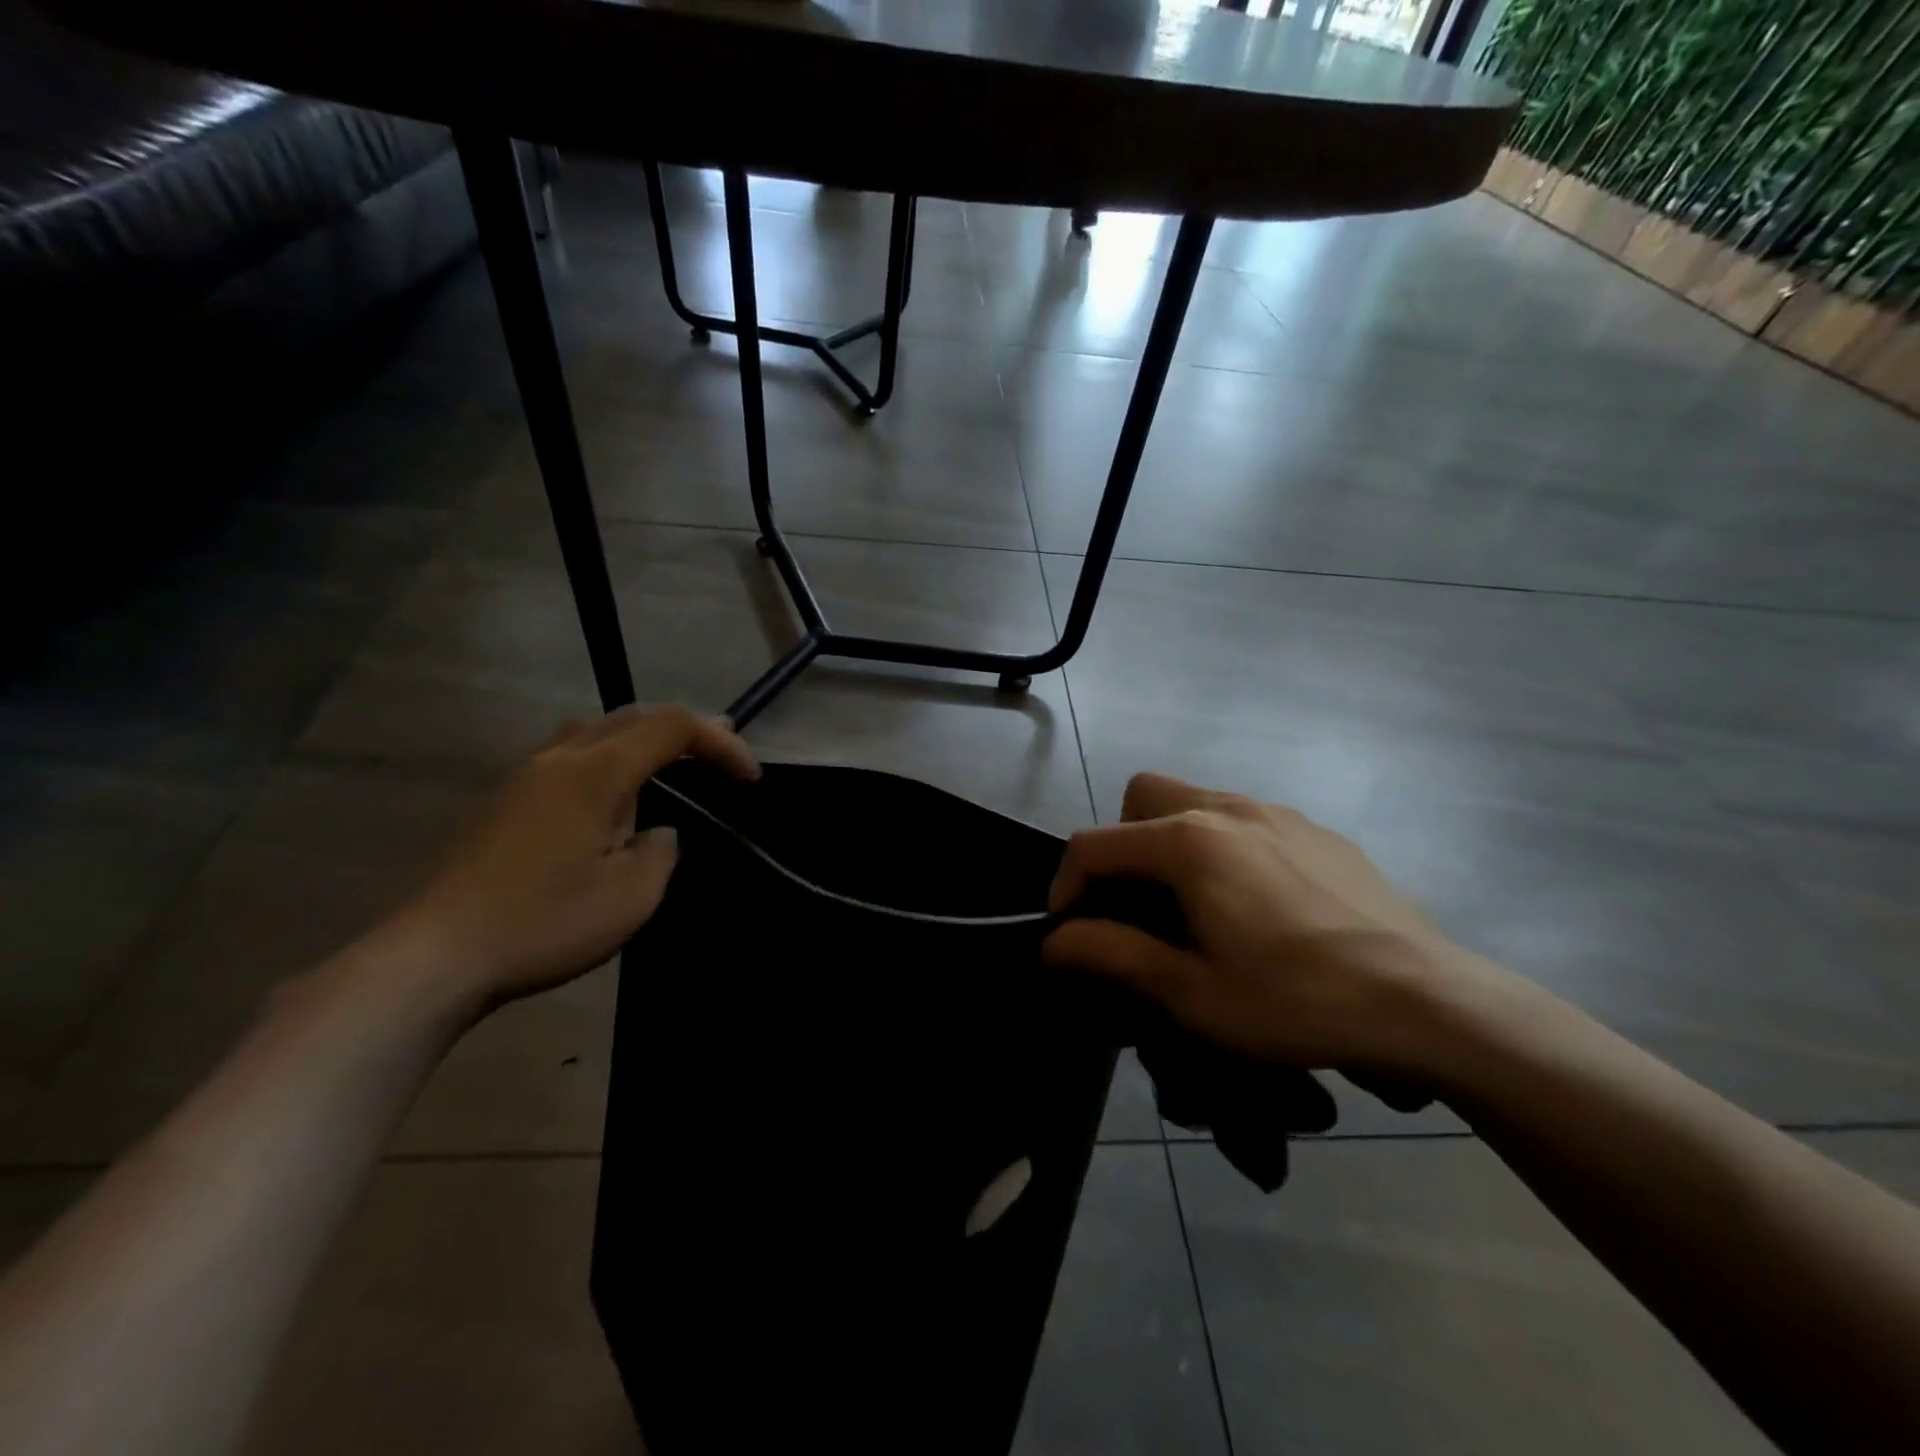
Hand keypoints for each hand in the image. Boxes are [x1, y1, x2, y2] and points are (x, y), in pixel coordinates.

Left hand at [385, 706, 757, 1011]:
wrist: (434, 957)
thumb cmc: (543, 923)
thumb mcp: (632, 896)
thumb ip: (661, 850)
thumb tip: (657, 831)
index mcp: (597, 772)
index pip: (673, 727)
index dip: (721, 742)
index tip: (749, 779)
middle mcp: (560, 757)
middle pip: (634, 717)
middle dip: (687, 734)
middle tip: (721, 764)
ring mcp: (525, 775)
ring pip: (597, 731)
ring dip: (643, 743)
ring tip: (671, 773)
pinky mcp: (504, 799)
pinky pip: (570, 756)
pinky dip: (609, 761)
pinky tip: (613, 802)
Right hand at [1043, 773, 1497, 1075]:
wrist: (1428, 1003)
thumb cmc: (1296, 1001)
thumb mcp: (1191, 994)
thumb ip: (1112, 954)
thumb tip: (1053, 942)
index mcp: (1188, 841)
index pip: (1095, 845)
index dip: (1066, 886)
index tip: (1069, 934)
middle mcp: (1228, 807)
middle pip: (1143, 796)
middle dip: (1122, 844)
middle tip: (1139, 906)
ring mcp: (1278, 813)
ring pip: (1196, 801)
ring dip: (1172, 843)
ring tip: (1196, 908)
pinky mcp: (1317, 830)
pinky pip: (1247, 821)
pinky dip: (1225, 848)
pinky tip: (1258, 907)